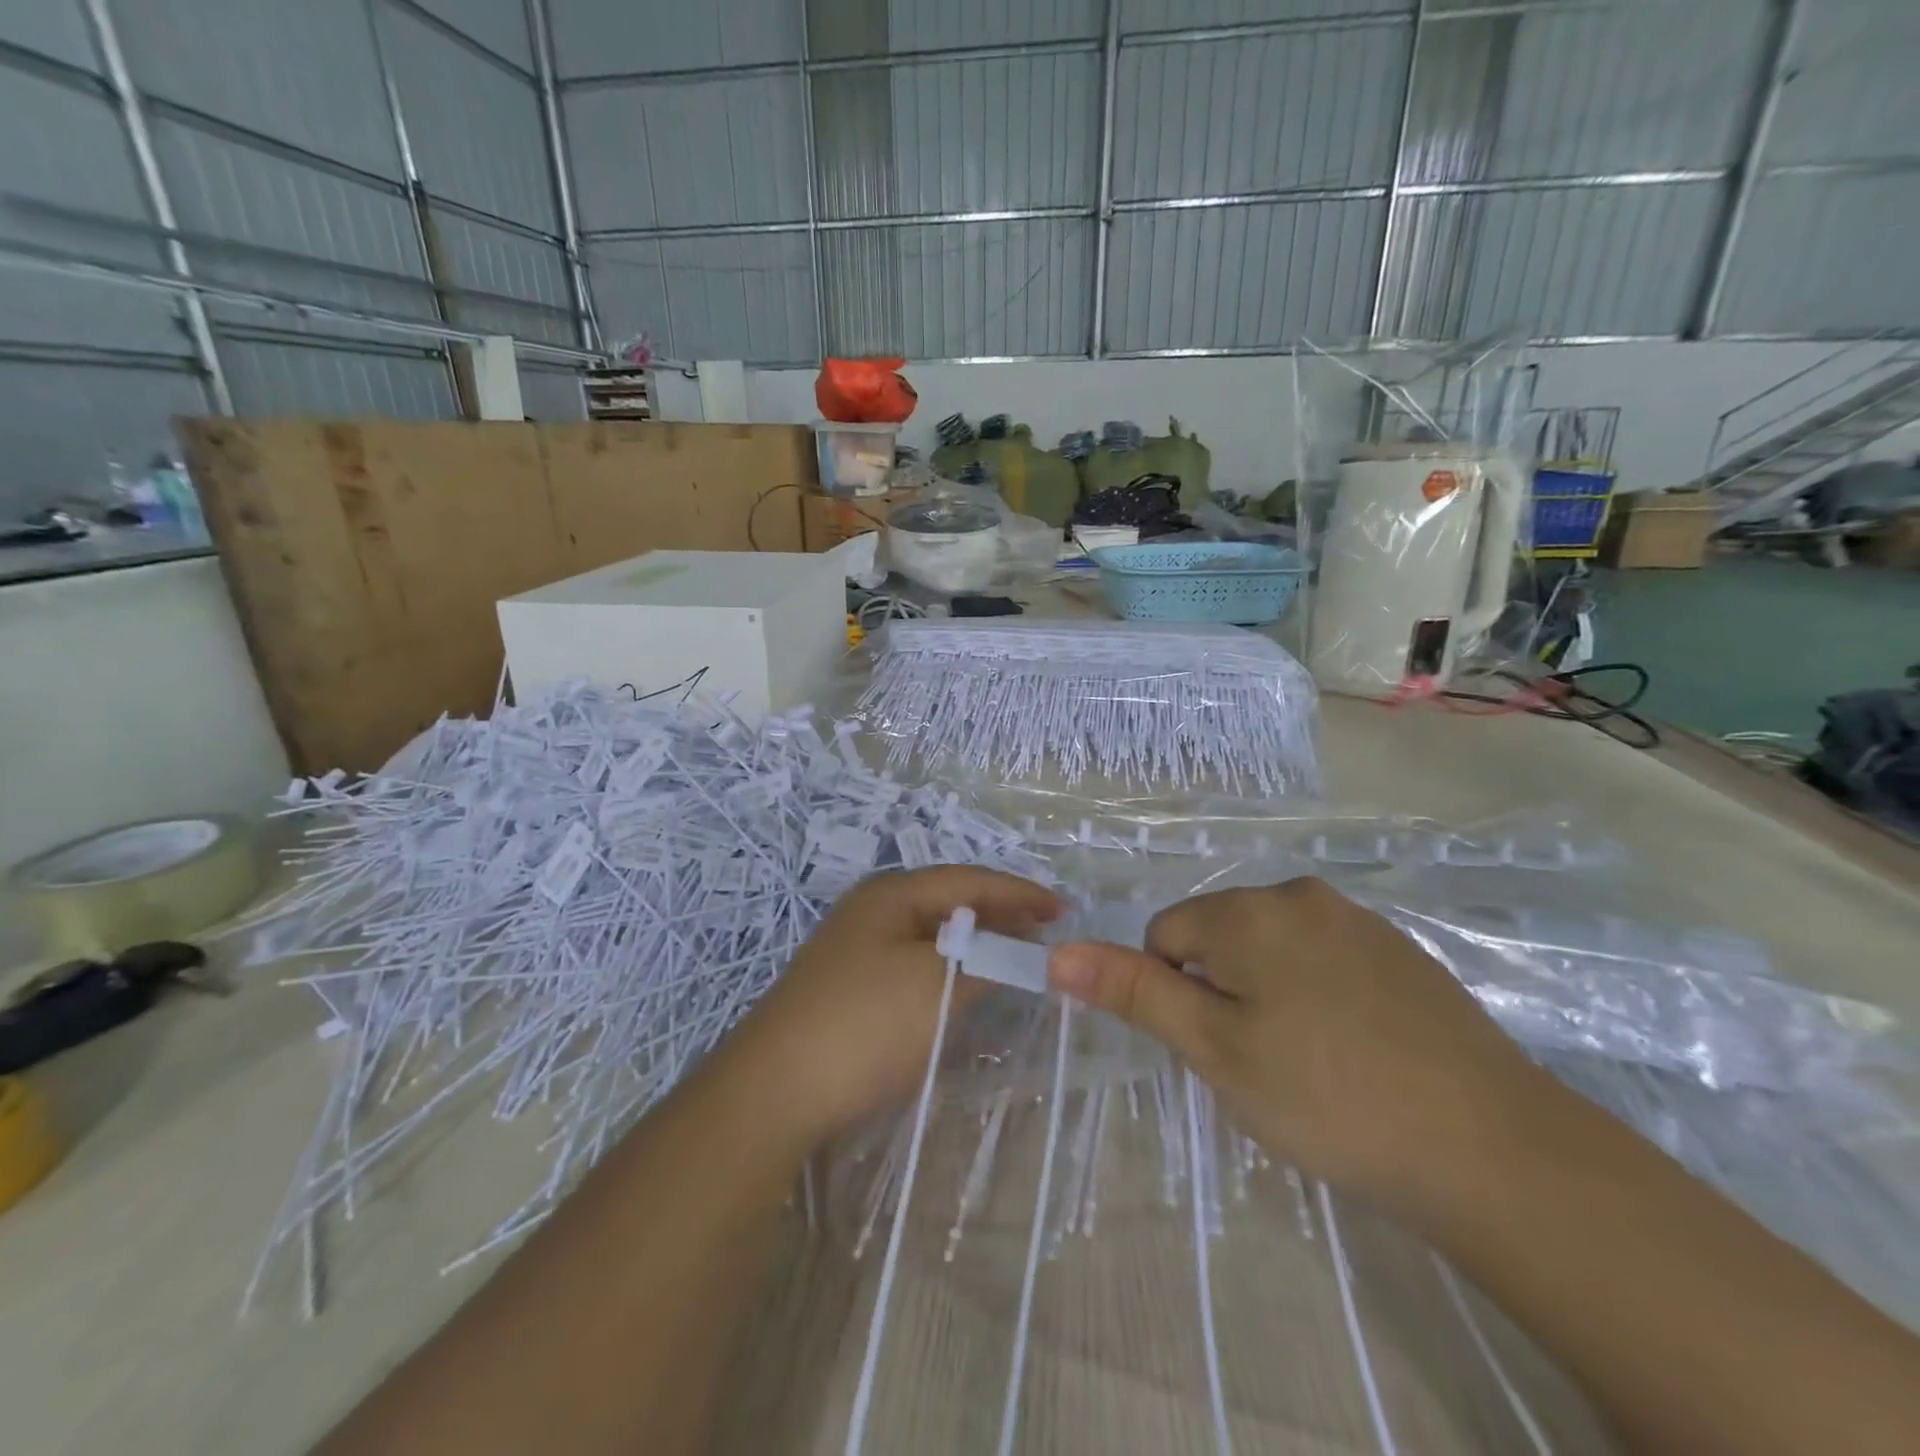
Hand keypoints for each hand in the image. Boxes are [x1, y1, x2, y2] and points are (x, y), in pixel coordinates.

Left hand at [720, 866, 1060, 1148]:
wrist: (772, 1093)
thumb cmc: (865, 1025)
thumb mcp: (939, 985)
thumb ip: (987, 959)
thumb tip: (1019, 947)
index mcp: (891, 894)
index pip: (968, 880)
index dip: (1019, 892)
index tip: (1063, 910)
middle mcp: (871, 911)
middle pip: (948, 902)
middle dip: (998, 915)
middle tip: (1044, 933)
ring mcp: (855, 950)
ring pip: (931, 936)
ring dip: (974, 945)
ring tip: (1013, 959)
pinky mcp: (848, 989)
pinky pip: (913, 964)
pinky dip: (948, 970)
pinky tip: (962, 990)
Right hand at [1048, 878, 1550, 1202]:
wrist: (1492, 1146)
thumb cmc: (1327, 1096)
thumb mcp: (1214, 1049)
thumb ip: (1134, 993)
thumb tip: (1058, 953)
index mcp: (1246, 911)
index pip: (1164, 937)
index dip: (1177, 996)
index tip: (1219, 1048)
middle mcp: (1297, 894)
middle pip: (1219, 937)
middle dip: (1222, 991)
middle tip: (1263, 1061)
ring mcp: (1356, 918)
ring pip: (1271, 949)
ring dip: (1269, 993)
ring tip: (1311, 1062)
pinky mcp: (1400, 949)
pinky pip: (1324, 959)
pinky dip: (1319, 995)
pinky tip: (1356, 1051)